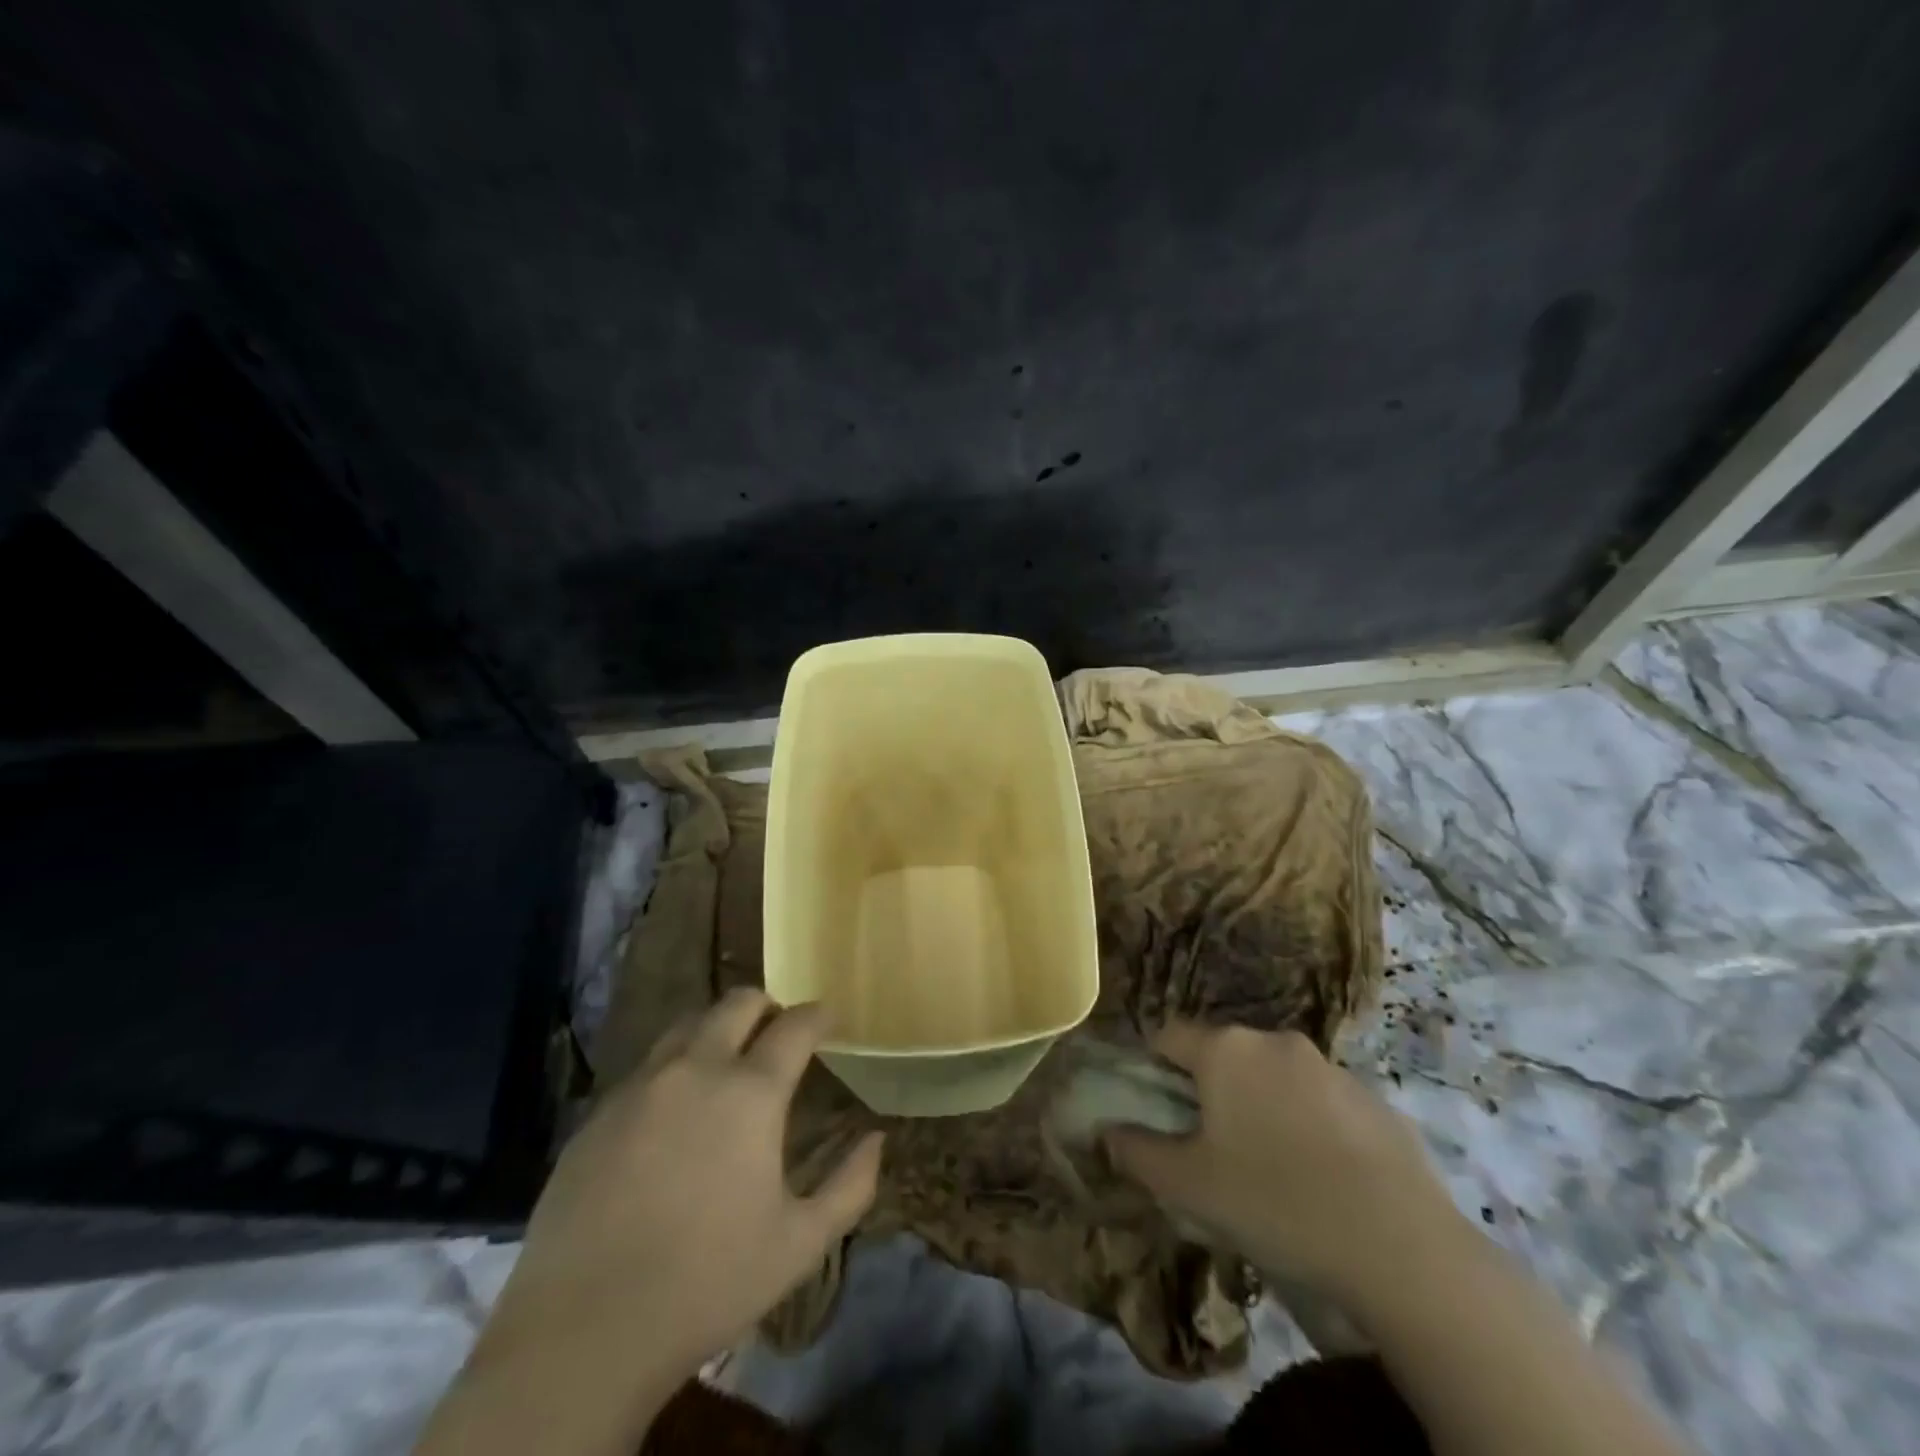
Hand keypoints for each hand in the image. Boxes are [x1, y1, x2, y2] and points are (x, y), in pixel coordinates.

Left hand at [479, 990, 882, 1385]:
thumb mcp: (799, 1245)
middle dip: (767, 1007)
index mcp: (750, 1092)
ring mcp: (640, 1086)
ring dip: (717, 1028)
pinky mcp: (598, 1113)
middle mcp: (696, 1070)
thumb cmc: (706, 1284)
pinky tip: (675, 1110)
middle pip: (737, 1003)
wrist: (580, 1334)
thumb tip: (877, 1139)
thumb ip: (850, 1186)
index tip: (829, 1018)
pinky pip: (647, 1066)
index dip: (818, 1015)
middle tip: (779, 1033)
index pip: (795, 1025)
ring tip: (728, 1061)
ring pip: (687, 1025)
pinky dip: (675, 1067)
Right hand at [1106, 1023, 1463, 1305]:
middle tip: (1215, 1148)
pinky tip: (1324, 1178)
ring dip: (1262, 1105)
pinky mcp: (1373, 1097)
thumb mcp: (1189, 1186)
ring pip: (1274, 1076)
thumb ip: (1136, 1152)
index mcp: (1226, 1049)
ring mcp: (1330, 1066)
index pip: (1169, 1036)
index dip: (1154, 1069)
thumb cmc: (1274, 1202)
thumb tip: (1106, 1132)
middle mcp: (1274, 1041)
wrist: (1401, 1247)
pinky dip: (1309, 1124)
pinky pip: (1321, 1100)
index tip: (1160, 1112)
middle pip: (1224, 1055)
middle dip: (1211, 1090)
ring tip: (1273, 1168)